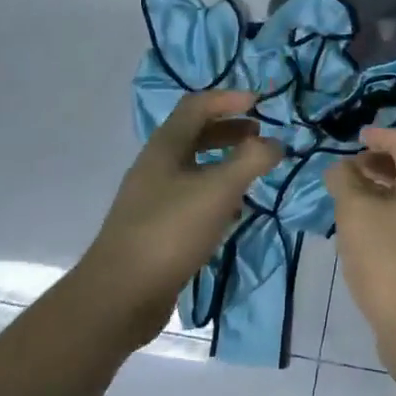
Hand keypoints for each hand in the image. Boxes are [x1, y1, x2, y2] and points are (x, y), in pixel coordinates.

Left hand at [76, 90, 281, 350]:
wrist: (119, 296)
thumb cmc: (170, 231)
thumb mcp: (219, 190)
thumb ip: (251, 160)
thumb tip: (276, 142)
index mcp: (166, 146)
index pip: (197, 105)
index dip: (229, 99)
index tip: (261, 103)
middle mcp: (156, 165)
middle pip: (195, 134)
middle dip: (229, 129)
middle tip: (260, 136)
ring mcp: (153, 198)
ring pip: (194, 166)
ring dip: (224, 161)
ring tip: (253, 171)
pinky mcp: (156, 227)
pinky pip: (191, 196)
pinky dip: (216, 193)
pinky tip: (234, 211)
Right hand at [325, 126, 395, 362]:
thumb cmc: (388, 259)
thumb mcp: (355, 212)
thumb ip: (344, 181)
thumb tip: (341, 167)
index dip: (380, 135)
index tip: (357, 139)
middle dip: (377, 166)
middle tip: (348, 173)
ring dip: (380, 194)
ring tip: (350, 206)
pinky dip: (388, 219)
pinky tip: (366, 240)